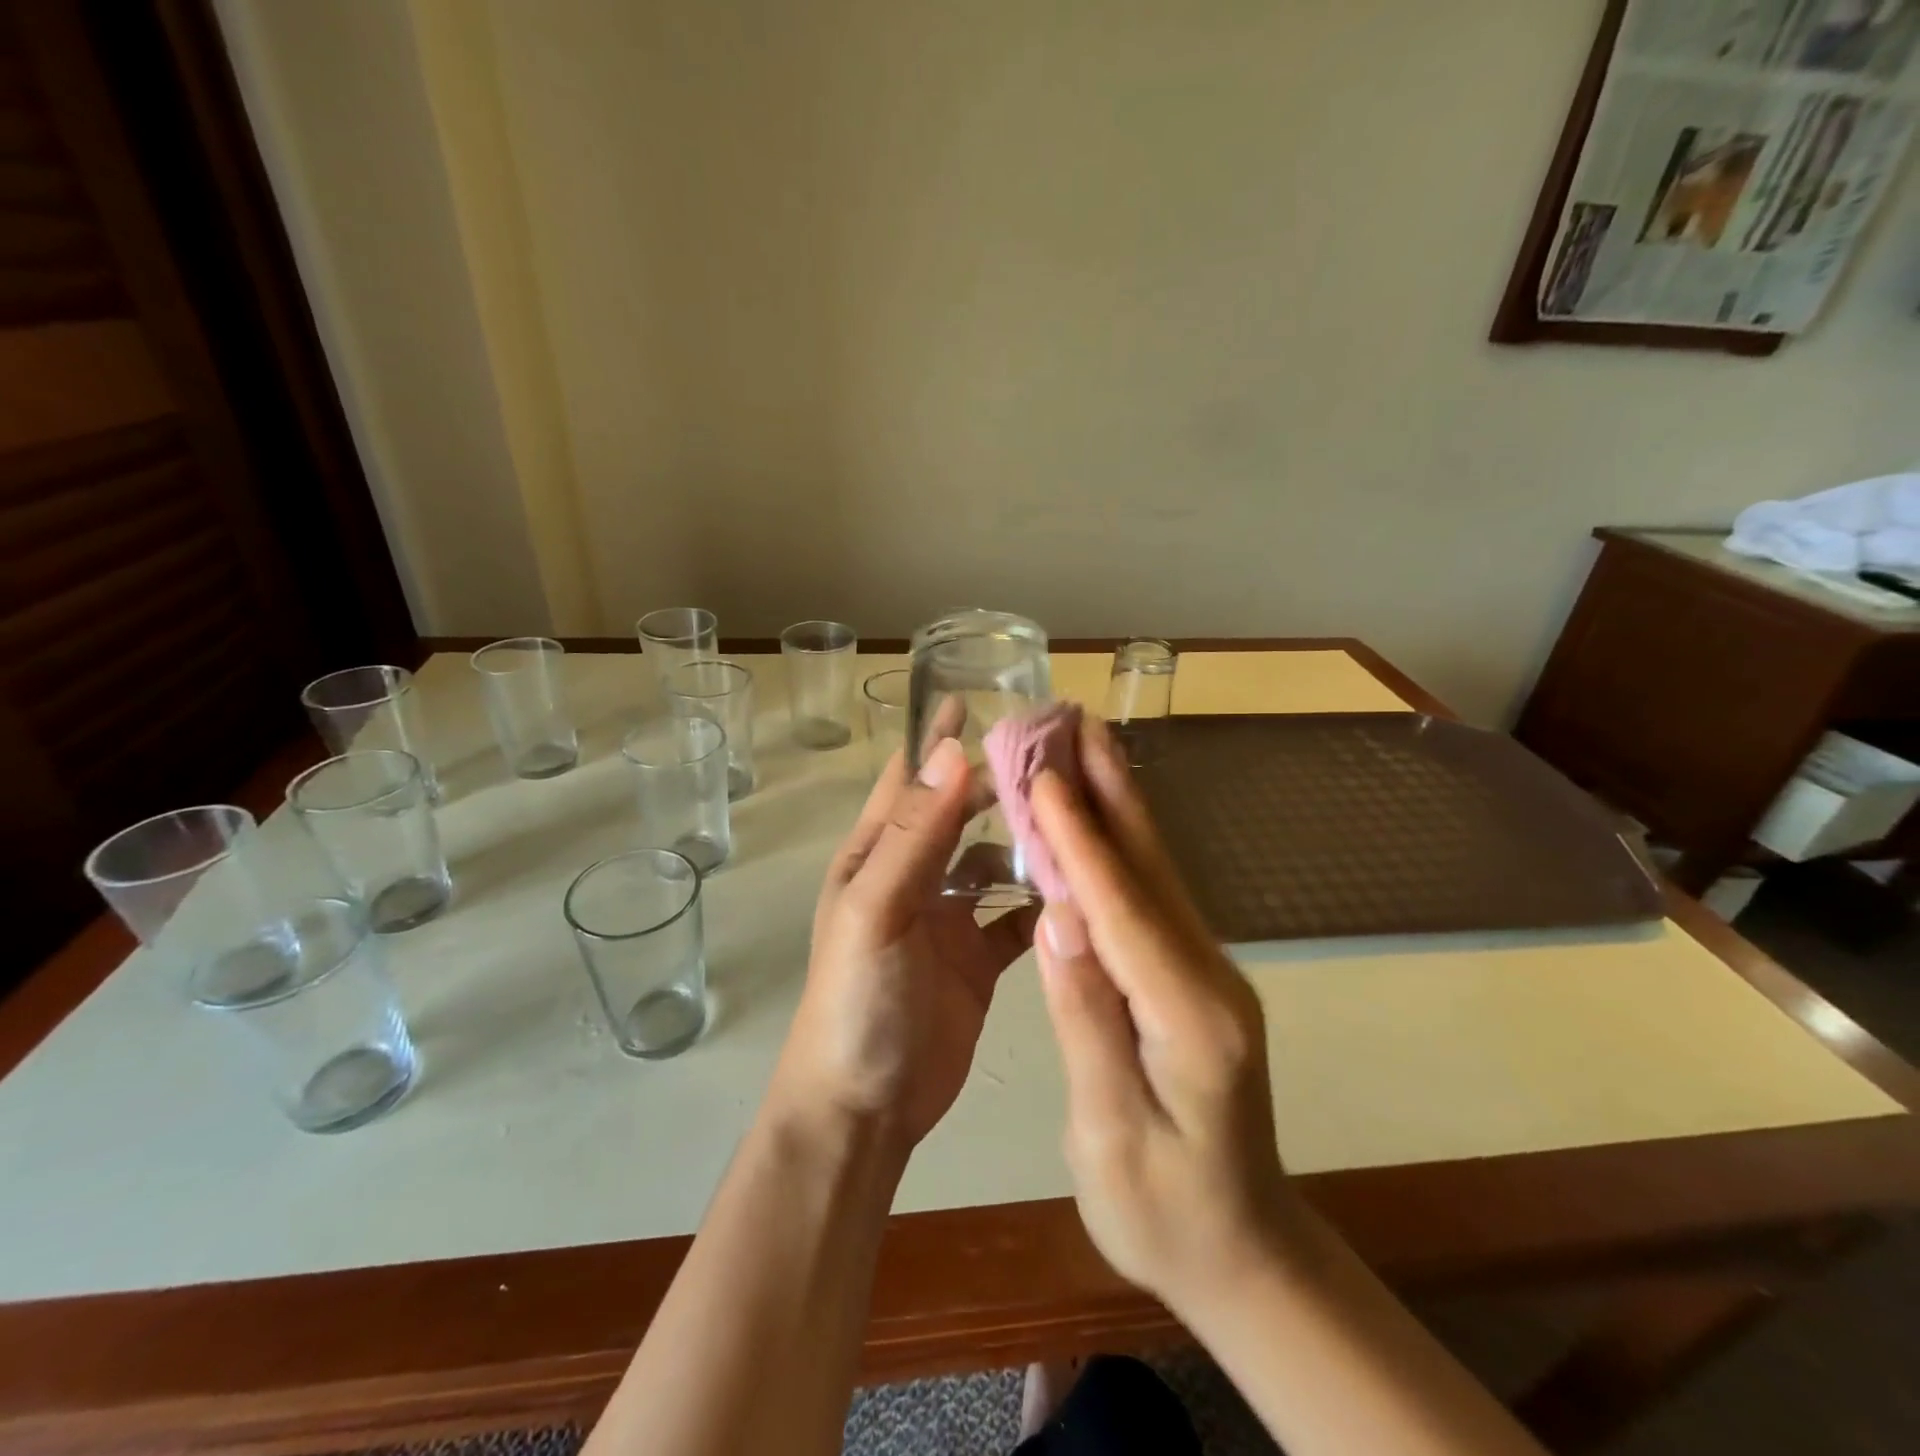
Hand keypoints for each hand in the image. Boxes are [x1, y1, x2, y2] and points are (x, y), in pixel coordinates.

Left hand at [769, 738, 1038, 1150]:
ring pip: (993, 862)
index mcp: (877, 857)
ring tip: (1076, 815)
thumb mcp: (876, 910)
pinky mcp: (978, 959)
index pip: (911, 781)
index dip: (937, 741)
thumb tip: (951, 752)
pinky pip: (1015, 917)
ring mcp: (948, 919)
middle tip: (1053, 754)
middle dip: (997, 783)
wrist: (864, 1107)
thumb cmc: (857, 1000)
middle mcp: (913, 878)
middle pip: (960, 815)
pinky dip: (1041, 903)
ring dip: (1025, 841)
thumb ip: (914, 836)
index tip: (978, 700)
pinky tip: (1077, 890)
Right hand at [1030, 718, 1296, 1312]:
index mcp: (1189, 1018)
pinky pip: (1152, 898)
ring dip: (1119, 805)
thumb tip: (1058, 916)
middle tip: (1078, 722)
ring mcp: (1207, 972)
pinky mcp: (1195, 976)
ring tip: (1086, 746)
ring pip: (1156, 874)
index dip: (1080, 841)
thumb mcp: (1110, 1135)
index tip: (1047, 777)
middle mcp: (1209, 976)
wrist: (1244, 1252)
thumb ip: (1087, 1019)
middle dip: (1111, 791)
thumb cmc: (1164, 1214)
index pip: (1123, 911)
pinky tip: (1100, 819)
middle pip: (1151, 870)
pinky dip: (1122, 848)